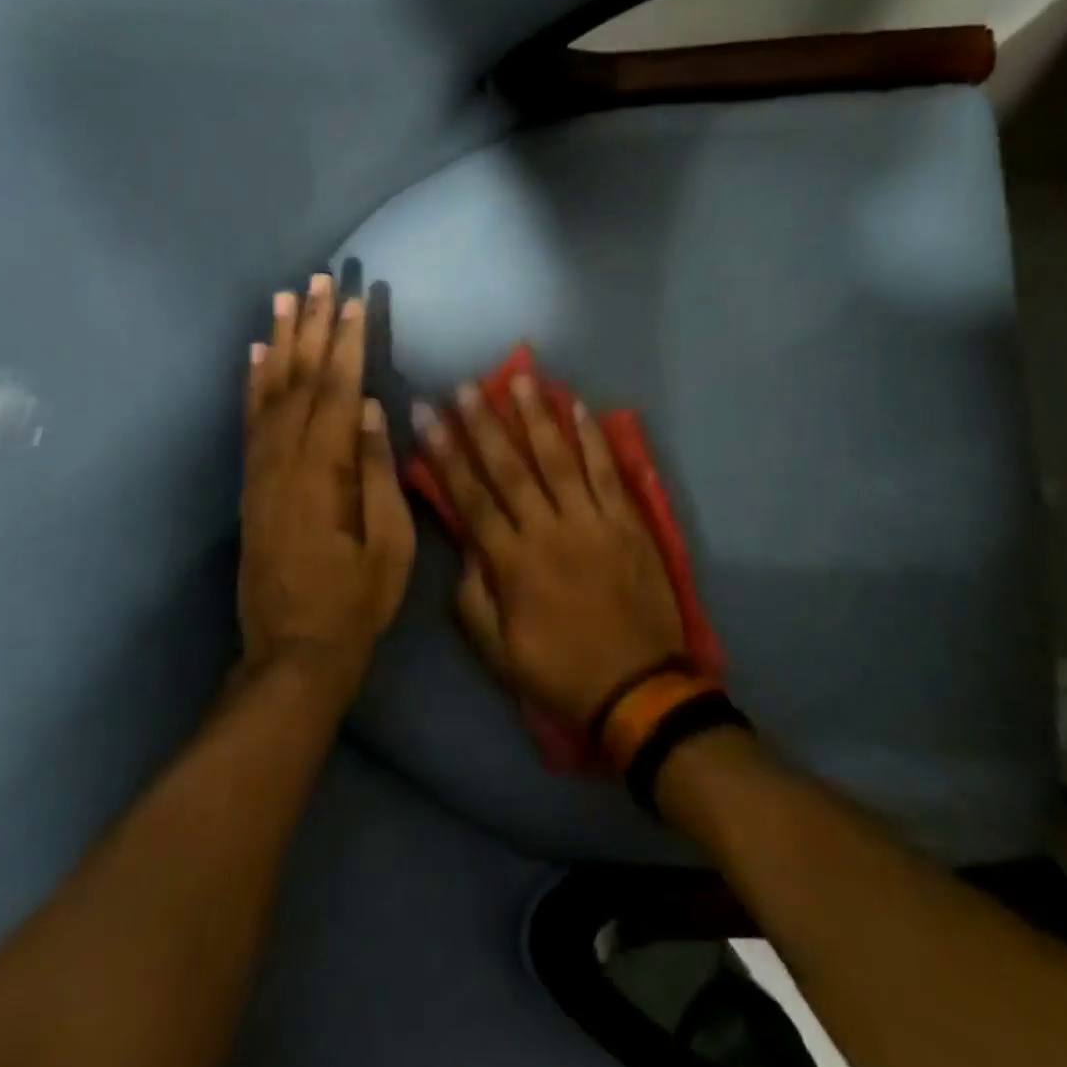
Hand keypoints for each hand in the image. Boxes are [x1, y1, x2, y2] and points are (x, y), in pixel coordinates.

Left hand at [239, 274, 414, 703]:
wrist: (293, 653)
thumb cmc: (356, 602)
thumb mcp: (389, 544)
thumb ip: (377, 472)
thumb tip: (369, 408)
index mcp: (324, 475)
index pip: (337, 392)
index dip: (347, 344)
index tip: (355, 301)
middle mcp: (283, 462)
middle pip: (299, 380)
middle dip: (313, 327)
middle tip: (320, 280)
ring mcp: (260, 472)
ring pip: (269, 393)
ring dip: (280, 342)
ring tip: (285, 298)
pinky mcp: (250, 485)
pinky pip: (249, 422)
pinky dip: (253, 382)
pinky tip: (257, 354)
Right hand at [414, 374, 685, 725]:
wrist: (639, 688)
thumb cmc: (562, 672)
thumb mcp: (498, 653)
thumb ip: (472, 600)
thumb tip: (463, 552)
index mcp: (512, 563)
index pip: (471, 498)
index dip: (445, 455)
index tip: (427, 417)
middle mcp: (548, 531)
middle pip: (509, 468)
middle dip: (483, 424)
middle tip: (464, 386)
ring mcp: (591, 523)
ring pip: (558, 459)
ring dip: (537, 417)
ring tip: (520, 378)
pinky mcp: (627, 522)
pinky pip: (607, 472)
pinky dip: (593, 439)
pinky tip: (579, 407)